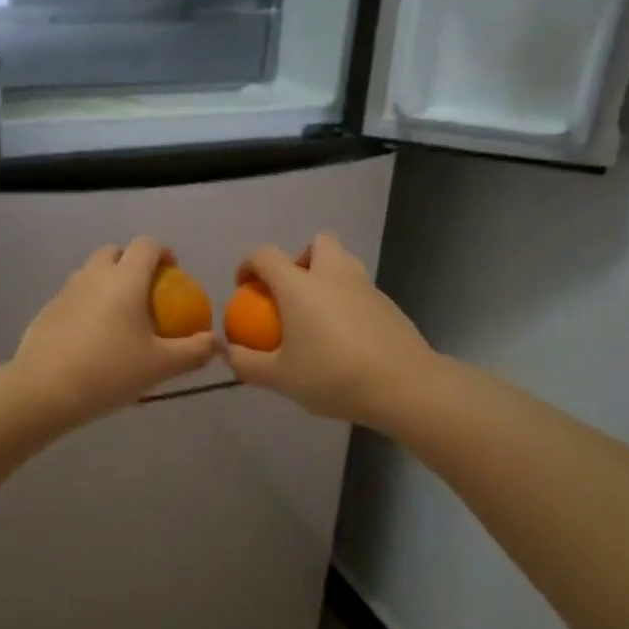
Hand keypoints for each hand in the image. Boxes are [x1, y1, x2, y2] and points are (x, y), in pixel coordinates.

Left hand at [12, 237, 215, 427]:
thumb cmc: (109, 372)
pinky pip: (74, 296)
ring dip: (108, 283)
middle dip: (132, 263)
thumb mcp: (160, 366)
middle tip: (146, 294)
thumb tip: (216, 342)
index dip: (163, 253)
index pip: (147, 245)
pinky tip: (92, 339)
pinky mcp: (47, 310)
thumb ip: (193, 351)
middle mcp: (94, 274)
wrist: (44, 390)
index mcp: (125, 278)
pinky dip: (88, 304)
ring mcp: (66, 290)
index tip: (173, 274)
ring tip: (120, 318)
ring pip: (91, 273)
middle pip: (115, 252)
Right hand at [225, 233, 436, 427]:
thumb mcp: (280, 378)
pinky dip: (348, 301)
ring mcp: (366, 286)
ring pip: (344, 262)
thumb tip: (224, 350)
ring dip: (327, 276)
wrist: (404, 386)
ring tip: (317, 316)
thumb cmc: (333, 376)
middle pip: (317, 243)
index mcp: (299, 286)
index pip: (265, 255)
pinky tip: (346, 338)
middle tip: (292, 293)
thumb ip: (246, 363)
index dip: (248, 265)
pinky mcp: (389, 304)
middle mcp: (333, 275)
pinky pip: (361, 290)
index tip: (245, 289)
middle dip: (300, 259)